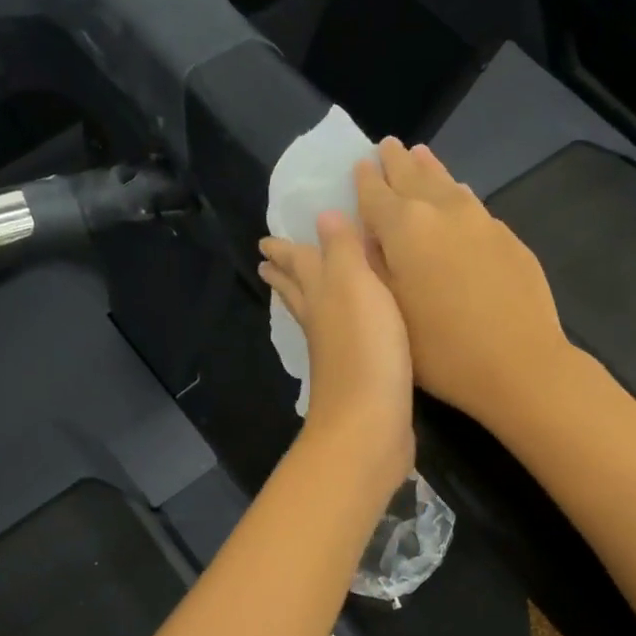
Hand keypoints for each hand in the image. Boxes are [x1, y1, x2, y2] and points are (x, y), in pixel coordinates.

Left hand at [259, 209, 414, 498]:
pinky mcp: (356, 377)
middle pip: (297, 292)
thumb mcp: (356, 284)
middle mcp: (320, 322)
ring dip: (306, 300)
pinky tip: (342, 333)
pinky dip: (336, 328)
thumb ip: (342, 249)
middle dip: (285, 275)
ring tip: (299, 293)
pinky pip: (340, 341)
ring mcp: (334, 353)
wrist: (370, 420)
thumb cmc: (365, 346)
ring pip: (315, 316)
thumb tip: (322, 214)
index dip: (285, 250)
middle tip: (268, 264)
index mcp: (319, 294)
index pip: (297, 264)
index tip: (266, 241)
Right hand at [356, 139, 573, 427]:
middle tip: (388, 145)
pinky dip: (457, 194)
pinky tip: (459, 195)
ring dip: (430, 169)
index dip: (364, 179)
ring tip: (420, 155)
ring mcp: (481, 222)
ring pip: (448, 184)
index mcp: (404, 228)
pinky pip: (473, 204)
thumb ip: (371, 265)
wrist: (520, 364)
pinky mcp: (508, 239)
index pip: (375, 193)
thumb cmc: (441, 349)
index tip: (359, 163)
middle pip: (414, 177)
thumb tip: (357, 230)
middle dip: (397, 162)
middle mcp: (442, 212)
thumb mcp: (389, 311)